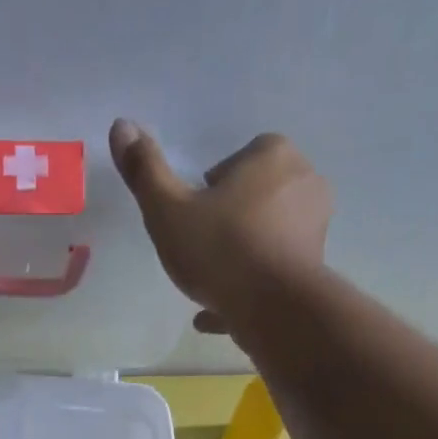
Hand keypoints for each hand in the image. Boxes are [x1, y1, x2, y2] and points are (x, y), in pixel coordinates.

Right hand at [108, 121, 330, 334]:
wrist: (275, 310)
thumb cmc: (221, 251)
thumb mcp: (169, 211)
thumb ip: (145, 172)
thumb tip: (122, 126)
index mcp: (272, 155)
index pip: (234, 162)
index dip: (208, 192)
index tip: (191, 219)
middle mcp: (303, 182)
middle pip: (253, 199)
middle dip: (228, 222)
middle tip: (199, 252)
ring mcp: (314, 229)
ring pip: (265, 238)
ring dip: (239, 258)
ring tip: (207, 286)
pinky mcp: (315, 270)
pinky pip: (273, 275)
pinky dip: (249, 289)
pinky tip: (219, 313)